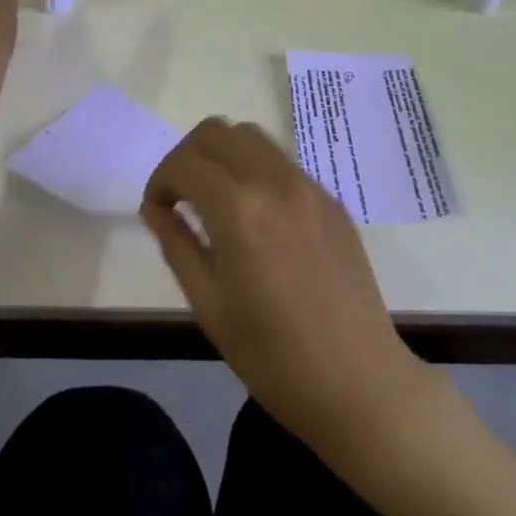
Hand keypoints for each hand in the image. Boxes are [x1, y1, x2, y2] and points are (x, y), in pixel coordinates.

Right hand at [141, 119, 431, 455]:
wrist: (360, 384)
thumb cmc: (274, 358)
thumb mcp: (209, 306)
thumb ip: (176, 244)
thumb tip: (156, 208)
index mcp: (240, 211)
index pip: (184, 163)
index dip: (159, 181)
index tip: (157, 211)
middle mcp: (274, 182)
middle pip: (216, 131)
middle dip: (187, 156)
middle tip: (181, 197)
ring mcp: (308, 186)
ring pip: (250, 136)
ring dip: (222, 155)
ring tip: (216, 200)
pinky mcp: (330, 198)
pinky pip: (281, 162)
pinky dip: (254, 170)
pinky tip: (256, 216)